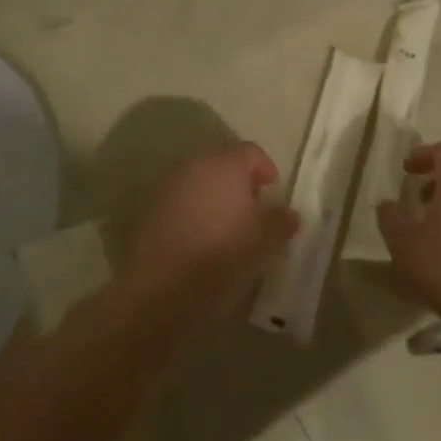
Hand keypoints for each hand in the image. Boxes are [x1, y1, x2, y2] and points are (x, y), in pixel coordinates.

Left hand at [117, 143, 299, 333]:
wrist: (162, 288)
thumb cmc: (222, 256)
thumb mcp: (264, 241)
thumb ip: (281, 222)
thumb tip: (290, 214)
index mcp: (224, 165)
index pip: (250, 152)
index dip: (266, 168)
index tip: (273, 190)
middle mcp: (194, 166)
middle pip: (222, 164)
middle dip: (240, 183)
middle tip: (254, 210)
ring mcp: (168, 187)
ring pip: (200, 182)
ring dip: (216, 197)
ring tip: (229, 227)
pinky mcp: (151, 210)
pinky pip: (181, 201)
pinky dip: (195, 212)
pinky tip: (203, 239)